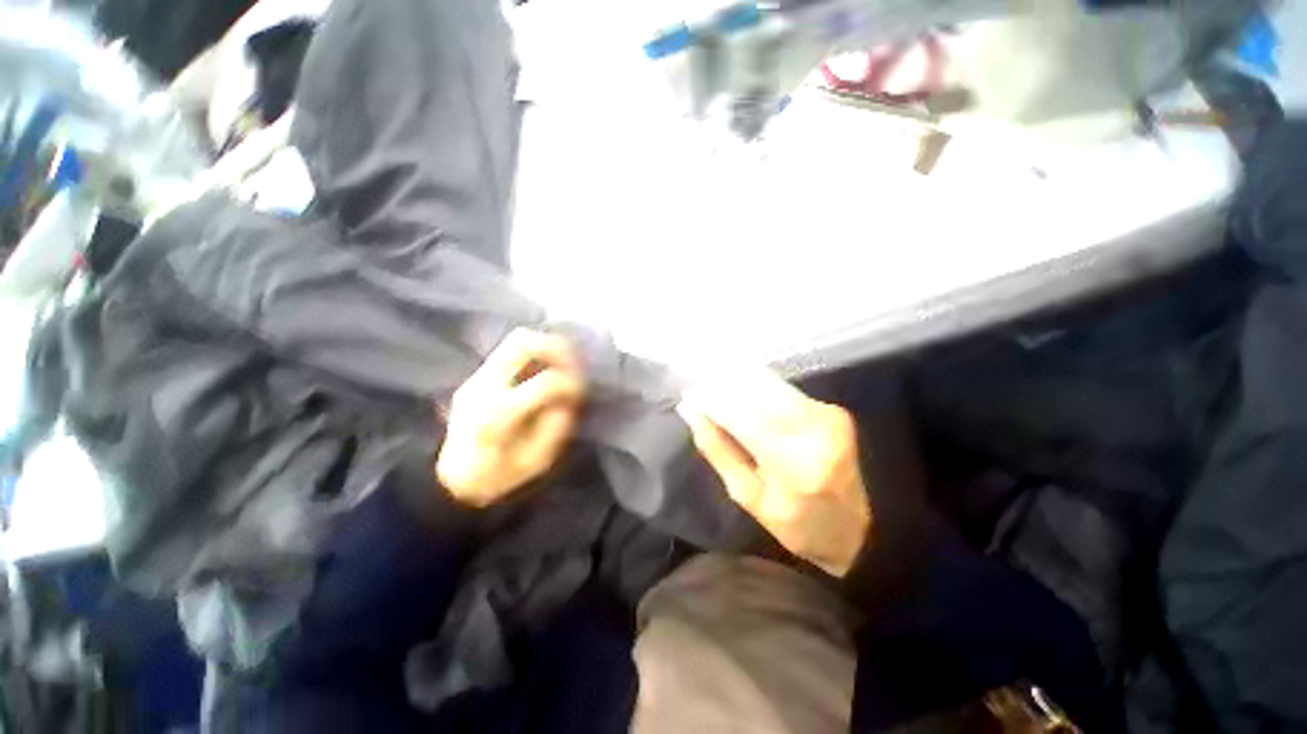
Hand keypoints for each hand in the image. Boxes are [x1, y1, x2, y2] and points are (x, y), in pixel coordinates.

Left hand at [436, 329, 584, 507]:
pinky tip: (544, 370)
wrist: (451, 480)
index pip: (545, 382)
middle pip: (522, 342)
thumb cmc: (498, 476)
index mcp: (498, 414)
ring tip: (562, 363)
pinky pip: (510, 352)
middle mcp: (484, 386)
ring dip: (545, 346)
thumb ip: (557, 425)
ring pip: (515, 340)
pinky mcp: (477, 376)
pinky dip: (534, 354)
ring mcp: (476, 378)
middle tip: (574, 362)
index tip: (580, 393)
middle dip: (557, 347)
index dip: (571, 384)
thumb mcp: (536, 460)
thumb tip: (569, 397)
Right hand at [677, 370, 870, 576]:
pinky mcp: (834, 410)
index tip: (690, 395)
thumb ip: (718, 449)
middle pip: (759, 389)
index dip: (712, 400)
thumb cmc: (793, 521)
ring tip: (718, 386)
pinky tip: (746, 394)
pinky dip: (761, 389)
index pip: (741, 416)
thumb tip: (692, 412)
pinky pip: (786, 390)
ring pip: (773, 384)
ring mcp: (829, 416)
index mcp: (792, 463)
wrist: (854, 530)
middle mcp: (815, 431)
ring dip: (741, 382)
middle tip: (702, 386)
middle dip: (725, 383)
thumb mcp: (746, 495)